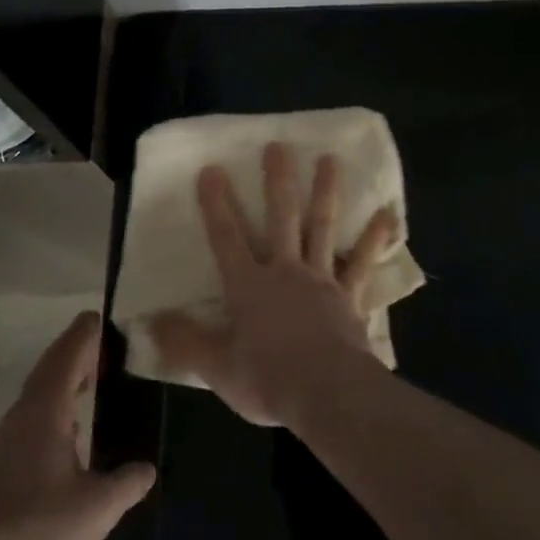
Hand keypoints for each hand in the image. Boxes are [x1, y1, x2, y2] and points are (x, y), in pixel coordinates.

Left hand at [0, 311, 153, 539]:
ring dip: (67, 377)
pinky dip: (58, 404)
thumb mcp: (95, 509)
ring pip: (42, 390)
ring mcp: (10, 437)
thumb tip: (147, 469)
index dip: (88, 333)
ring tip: (96, 379)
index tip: (107, 318)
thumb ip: (126, 484)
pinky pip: (36, 413)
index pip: (70, 352)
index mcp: (47, 408)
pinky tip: (73, 431)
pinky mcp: (2, 462)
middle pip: (53, 366)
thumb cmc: (33, 528)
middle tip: (111, 346)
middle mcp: (26, 412)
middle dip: (79, 351)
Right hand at [152, 142, 398, 427]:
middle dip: (277, 181)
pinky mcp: (349, 295)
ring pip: (322, 227)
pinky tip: (389, 215)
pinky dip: (375, 239)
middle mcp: (285, 271)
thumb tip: (150, 320)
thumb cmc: (268, 380)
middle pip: (281, 217)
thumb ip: (185, 341)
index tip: (212, 169)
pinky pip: (363, 263)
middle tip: (279, 145)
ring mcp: (321, 279)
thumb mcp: (217, 368)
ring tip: (330, 158)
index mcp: (249, 286)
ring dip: (326, 191)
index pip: (227, 238)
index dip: (216, 204)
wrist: (327, 393)